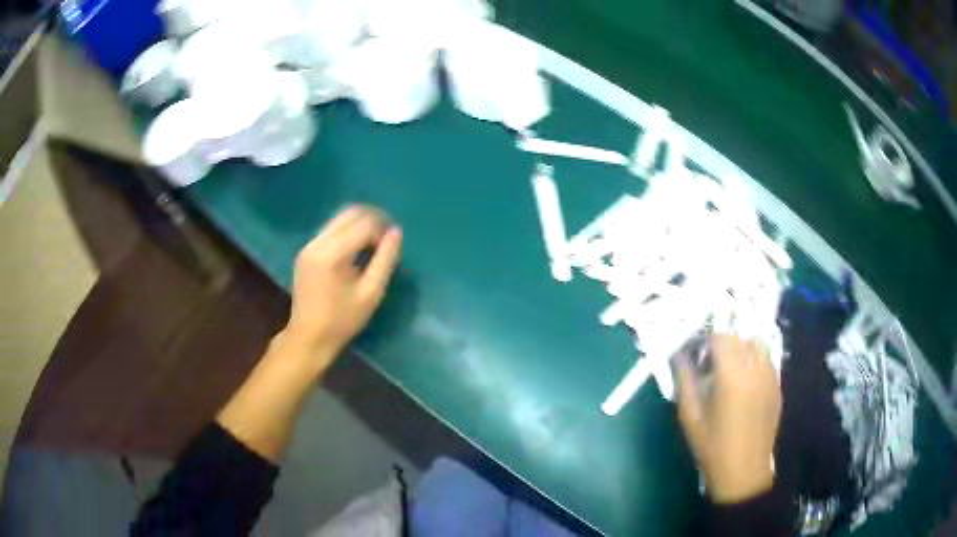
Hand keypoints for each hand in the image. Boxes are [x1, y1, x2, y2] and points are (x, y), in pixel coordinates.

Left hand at [281, 205, 402, 371]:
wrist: (308, 337)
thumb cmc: (342, 320)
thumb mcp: (371, 293)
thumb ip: (385, 260)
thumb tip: (396, 232)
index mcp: (332, 254)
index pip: (363, 224)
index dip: (382, 229)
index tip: (394, 244)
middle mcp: (317, 242)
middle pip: (349, 213)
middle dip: (372, 219)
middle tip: (388, 236)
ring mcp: (309, 245)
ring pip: (339, 219)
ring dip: (360, 224)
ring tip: (375, 242)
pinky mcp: (306, 250)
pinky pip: (330, 229)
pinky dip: (347, 232)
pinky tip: (357, 249)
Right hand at [676, 334, 780, 503]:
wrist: (743, 471)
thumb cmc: (712, 447)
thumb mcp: (690, 416)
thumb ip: (684, 379)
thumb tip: (678, 354)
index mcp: (732, 374)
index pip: (720, 336)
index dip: (705, 338)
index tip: (694, 351)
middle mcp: (755, 367)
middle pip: (739, 336)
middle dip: (722, 343)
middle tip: (708, 362)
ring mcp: (770, 375)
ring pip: (756, 344)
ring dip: (740, 348)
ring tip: (728, 369)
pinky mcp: (777, 385)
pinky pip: (765, 359)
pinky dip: (753, 360)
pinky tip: (743, 381)